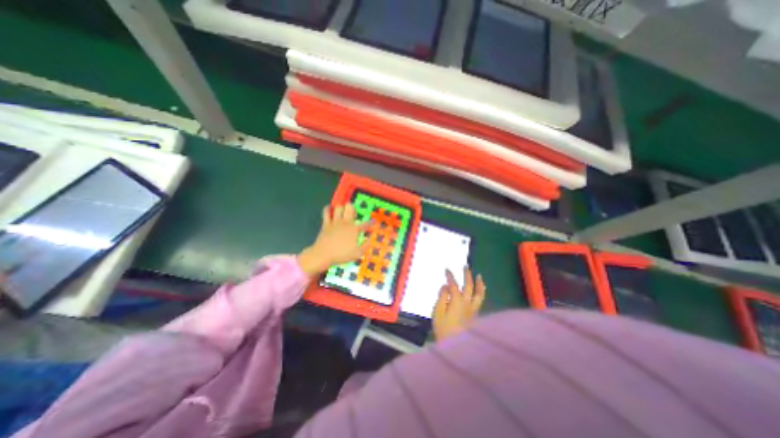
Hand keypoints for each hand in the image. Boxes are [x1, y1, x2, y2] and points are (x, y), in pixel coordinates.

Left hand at [300, 204, 369, 277]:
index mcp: (354, 230)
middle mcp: (346, 223)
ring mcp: (335, 222)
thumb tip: (370, 240)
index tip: (371, 224)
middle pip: (350, 208)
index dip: (369, 224)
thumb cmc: (341, 255)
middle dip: (353, 208)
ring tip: (342, 211)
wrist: (323, 254)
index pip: (365, 224)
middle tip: (353, 214)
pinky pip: (326, 212)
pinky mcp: (326, 223)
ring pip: (339, 207)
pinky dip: (327, 209)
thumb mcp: (357, 253)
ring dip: (341, 208)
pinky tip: (329, 209)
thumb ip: (365, 246)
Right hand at [429, 268, 485, 342]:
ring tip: (479, 276)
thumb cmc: (444, 329)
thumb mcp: (438, 313)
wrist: (458, 347)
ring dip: (479, 284)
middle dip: (467, 275)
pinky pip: (480, 300)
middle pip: (469, 286)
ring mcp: (473, 309)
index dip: (450, 276)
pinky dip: (481, 293)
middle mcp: (467, 303)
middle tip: (465, 267)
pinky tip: (480, 291)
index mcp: (457, 301)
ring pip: (479, 294)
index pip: (454, 285)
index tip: (447, 269)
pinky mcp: (476, 315)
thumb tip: (445, 286)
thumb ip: (442, 297)